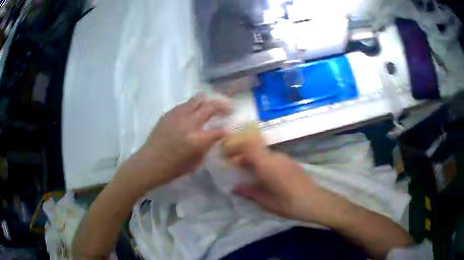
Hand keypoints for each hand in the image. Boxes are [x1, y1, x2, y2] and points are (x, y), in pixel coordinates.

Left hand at [137, 94, 229, 185]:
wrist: (148, 163)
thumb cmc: (172, 169)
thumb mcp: (195, 162)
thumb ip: (207, 146)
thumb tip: (215, 136)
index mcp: (196, 139)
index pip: (219, 130)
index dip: (228, 129)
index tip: (231, 129)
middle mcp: (188, 123)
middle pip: (211, 106)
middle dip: (223, 107)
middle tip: (228, 110)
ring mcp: (178, 115)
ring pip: (198, 99)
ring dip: (208, 102)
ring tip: (212, 107)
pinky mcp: (169, 113)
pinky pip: (185, 104)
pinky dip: (194, 105)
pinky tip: (194, 112)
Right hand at [225, 138, 326, 221]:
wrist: (313, 201)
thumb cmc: (287, 203)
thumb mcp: (264, 201)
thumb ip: (248, 192)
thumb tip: (235, 188)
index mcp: (267, 164)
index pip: (248, 145)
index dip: (236, 145)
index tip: (227, 153)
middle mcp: (275, 157)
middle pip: (255, 148)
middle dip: (243, 155)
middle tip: (235, 167)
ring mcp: (284, 158)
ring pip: (264, 153)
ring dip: (253, 159)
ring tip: (248, 173)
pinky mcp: (290, 163)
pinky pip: (272, 158)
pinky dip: (263, 163)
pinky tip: (263, 176)